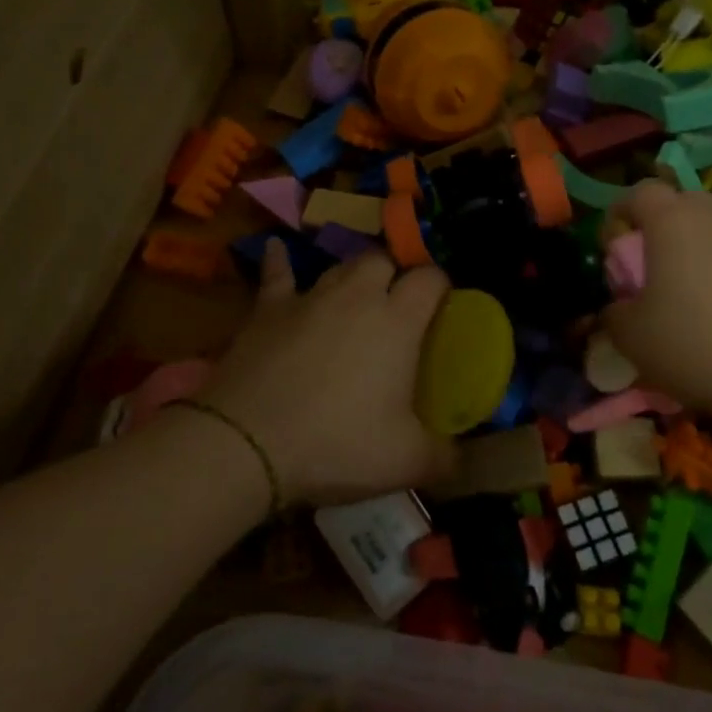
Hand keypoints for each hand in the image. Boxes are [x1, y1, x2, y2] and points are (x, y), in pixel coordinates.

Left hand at [198, 242, 456, 505]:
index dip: (440, 286)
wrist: (249, 442)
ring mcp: (309, 298)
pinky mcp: (268, 309)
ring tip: (355, 294)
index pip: (429, 279)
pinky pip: (278, 274)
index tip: (442, 305)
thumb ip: (443, 457)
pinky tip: (278, 248)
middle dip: (393, 274)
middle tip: (395, 306)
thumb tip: (461, 460)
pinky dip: (281, 262)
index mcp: (397, 321)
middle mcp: (356, 296)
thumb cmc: (337, 444)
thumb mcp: (406, 462)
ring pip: (339, 267)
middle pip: (382, 260)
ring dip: (351, 276)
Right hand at [603, 181, 711, 419]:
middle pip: (680, 204)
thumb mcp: (631, 336)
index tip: (611, 249)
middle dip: (660, 228)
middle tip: (649, 267)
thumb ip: (614, 313)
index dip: (619, 215)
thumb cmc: (693, 342)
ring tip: (688, 293)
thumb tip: (618, 308)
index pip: (639, 192)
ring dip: (695, 250)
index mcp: (671, 220)